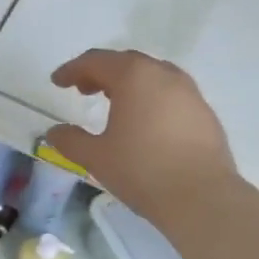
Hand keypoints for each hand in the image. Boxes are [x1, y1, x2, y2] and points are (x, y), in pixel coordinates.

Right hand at [45, 49, 240, 226]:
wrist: (201, 197)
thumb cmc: (141, 170)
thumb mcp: (96, 157)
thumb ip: (70, 140)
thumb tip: (54, 132)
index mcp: (134, 77)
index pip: (96, 61)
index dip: (73, 69)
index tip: (57, 82)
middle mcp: (164, 75)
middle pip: (126, 62)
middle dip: (101, 72)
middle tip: (83, 90)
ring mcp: (190, 92)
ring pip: (152, 76)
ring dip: (129, 83)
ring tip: (113, 104)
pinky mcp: (204, 112)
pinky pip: (170, 94)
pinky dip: (150, 98)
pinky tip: (144, 123)